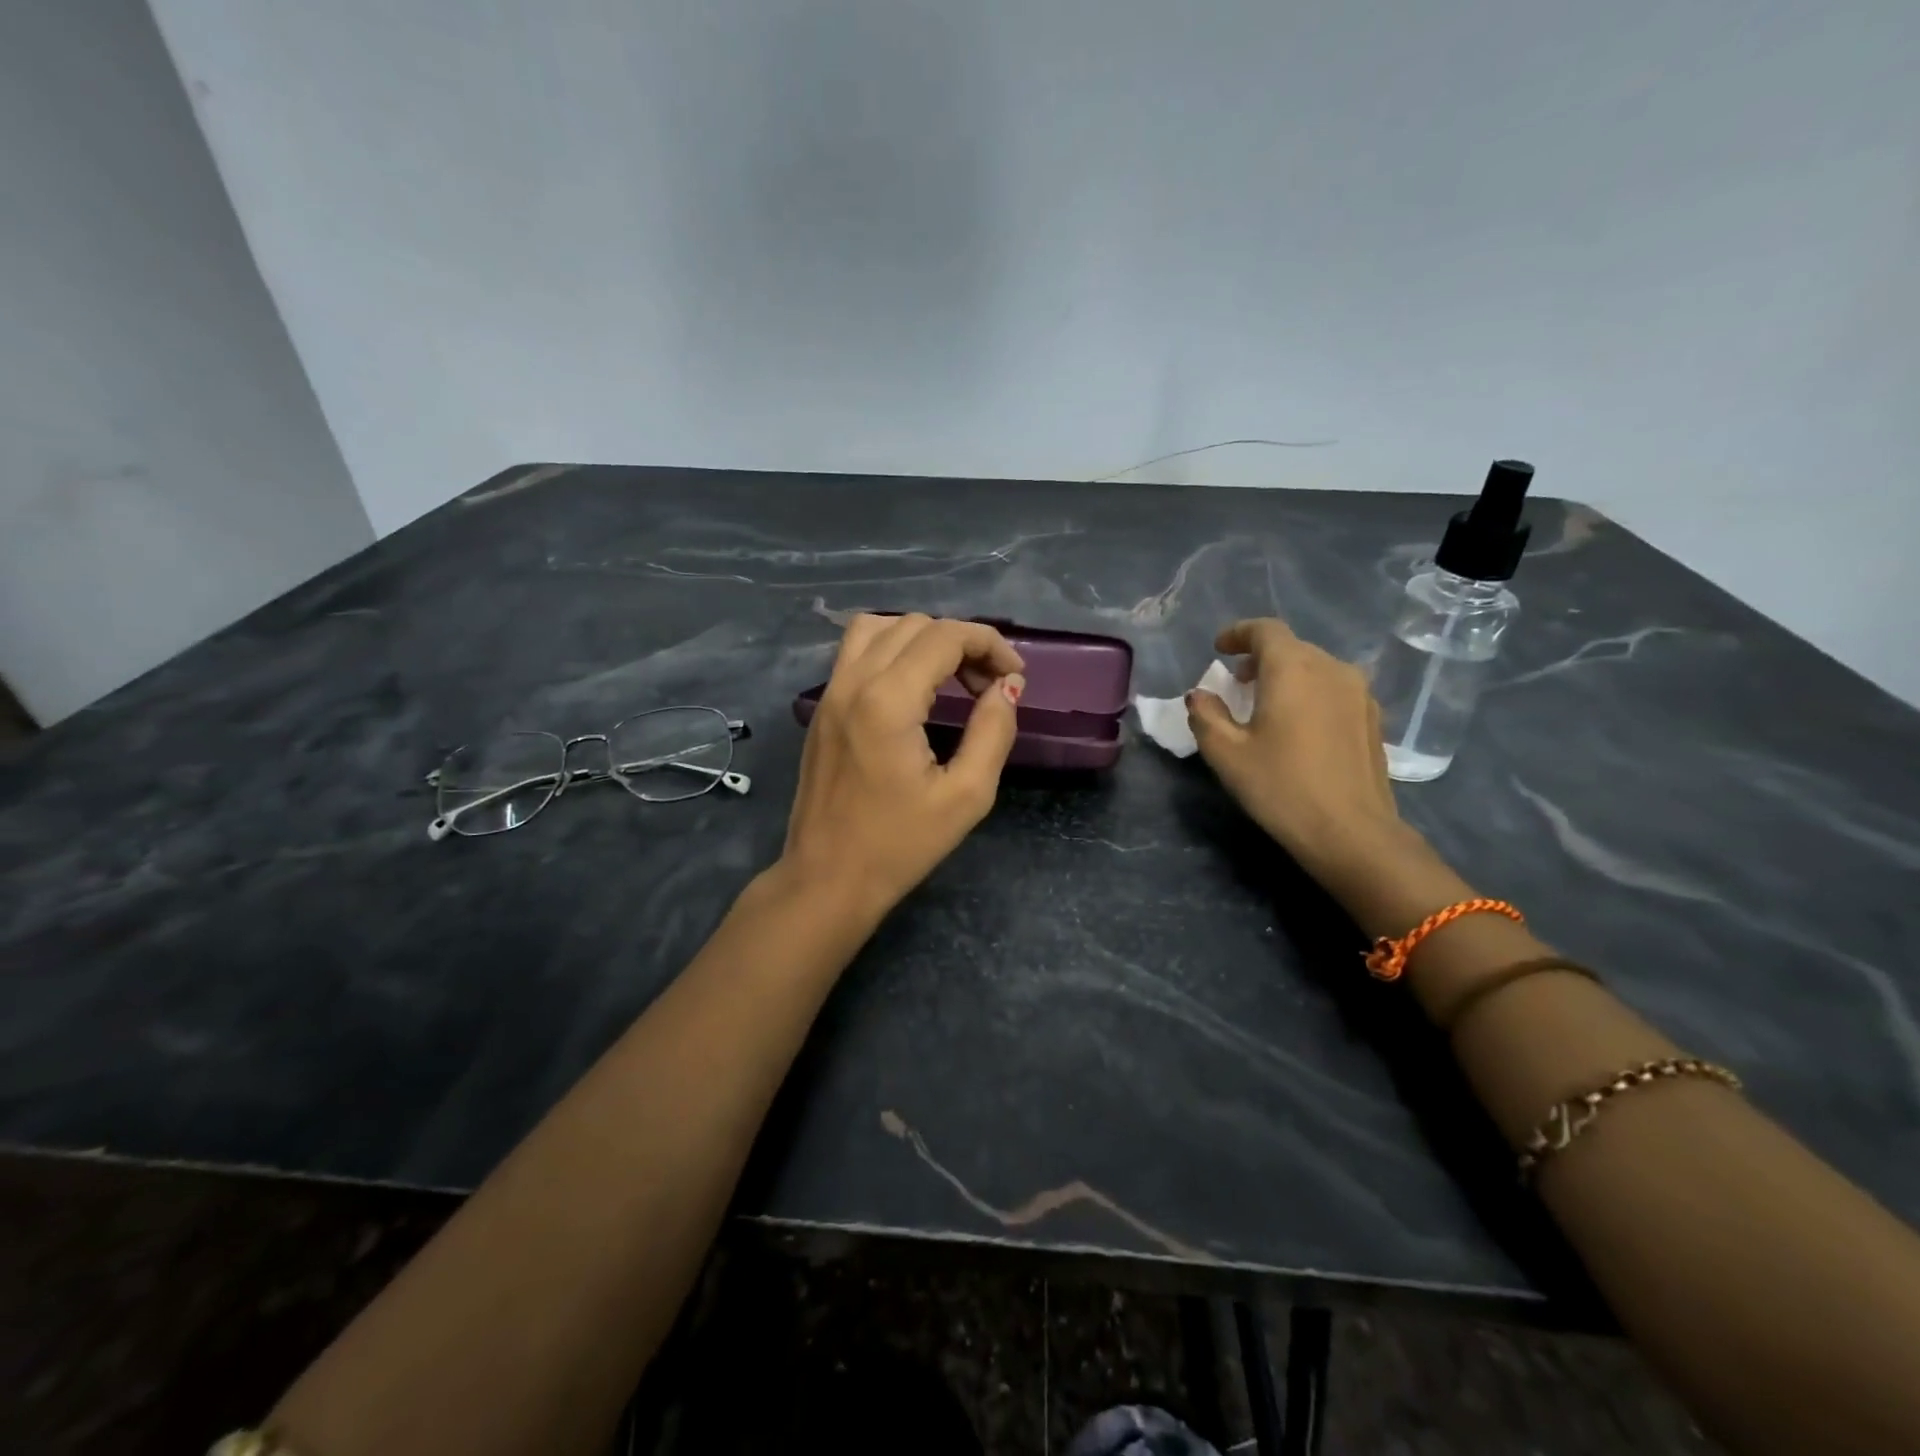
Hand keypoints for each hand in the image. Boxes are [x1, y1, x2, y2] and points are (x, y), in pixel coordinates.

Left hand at [779, 614, 1025, 923]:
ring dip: (923, 639)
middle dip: (961, 642)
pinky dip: (891, 649)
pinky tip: (913, 686)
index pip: (945, 637)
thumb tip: (1007, 687)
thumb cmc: (900, 845)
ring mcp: (830, 692)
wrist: (827, 879)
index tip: (1014, 676)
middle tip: (989, 686)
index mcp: (889, 700)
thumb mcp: (966, 796)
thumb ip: (993, 731)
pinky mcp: (822, 708)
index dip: (989, 645)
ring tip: (950, 676)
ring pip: (879, 627)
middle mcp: (853, 682)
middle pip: (914, 625)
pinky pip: (856, 651)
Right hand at [1187, 618, 1404, 883]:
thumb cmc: (1281, 787)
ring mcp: (1359, 693)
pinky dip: (1310, 694)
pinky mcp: (1373, 718)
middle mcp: (1331, 669)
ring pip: (1316, 668)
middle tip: (1236, 683)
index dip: (1238, 634)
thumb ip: (1206, 715)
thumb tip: (1200, 696)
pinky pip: (1334, 689)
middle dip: (1260, 658)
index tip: (1219, 649)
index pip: (1265, 630)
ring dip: (1287, 676)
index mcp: (1292, 669)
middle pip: (1292, 648)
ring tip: (1266, 704)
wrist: (1352, 832)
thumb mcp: (1226, 754)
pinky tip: (1298, 726)